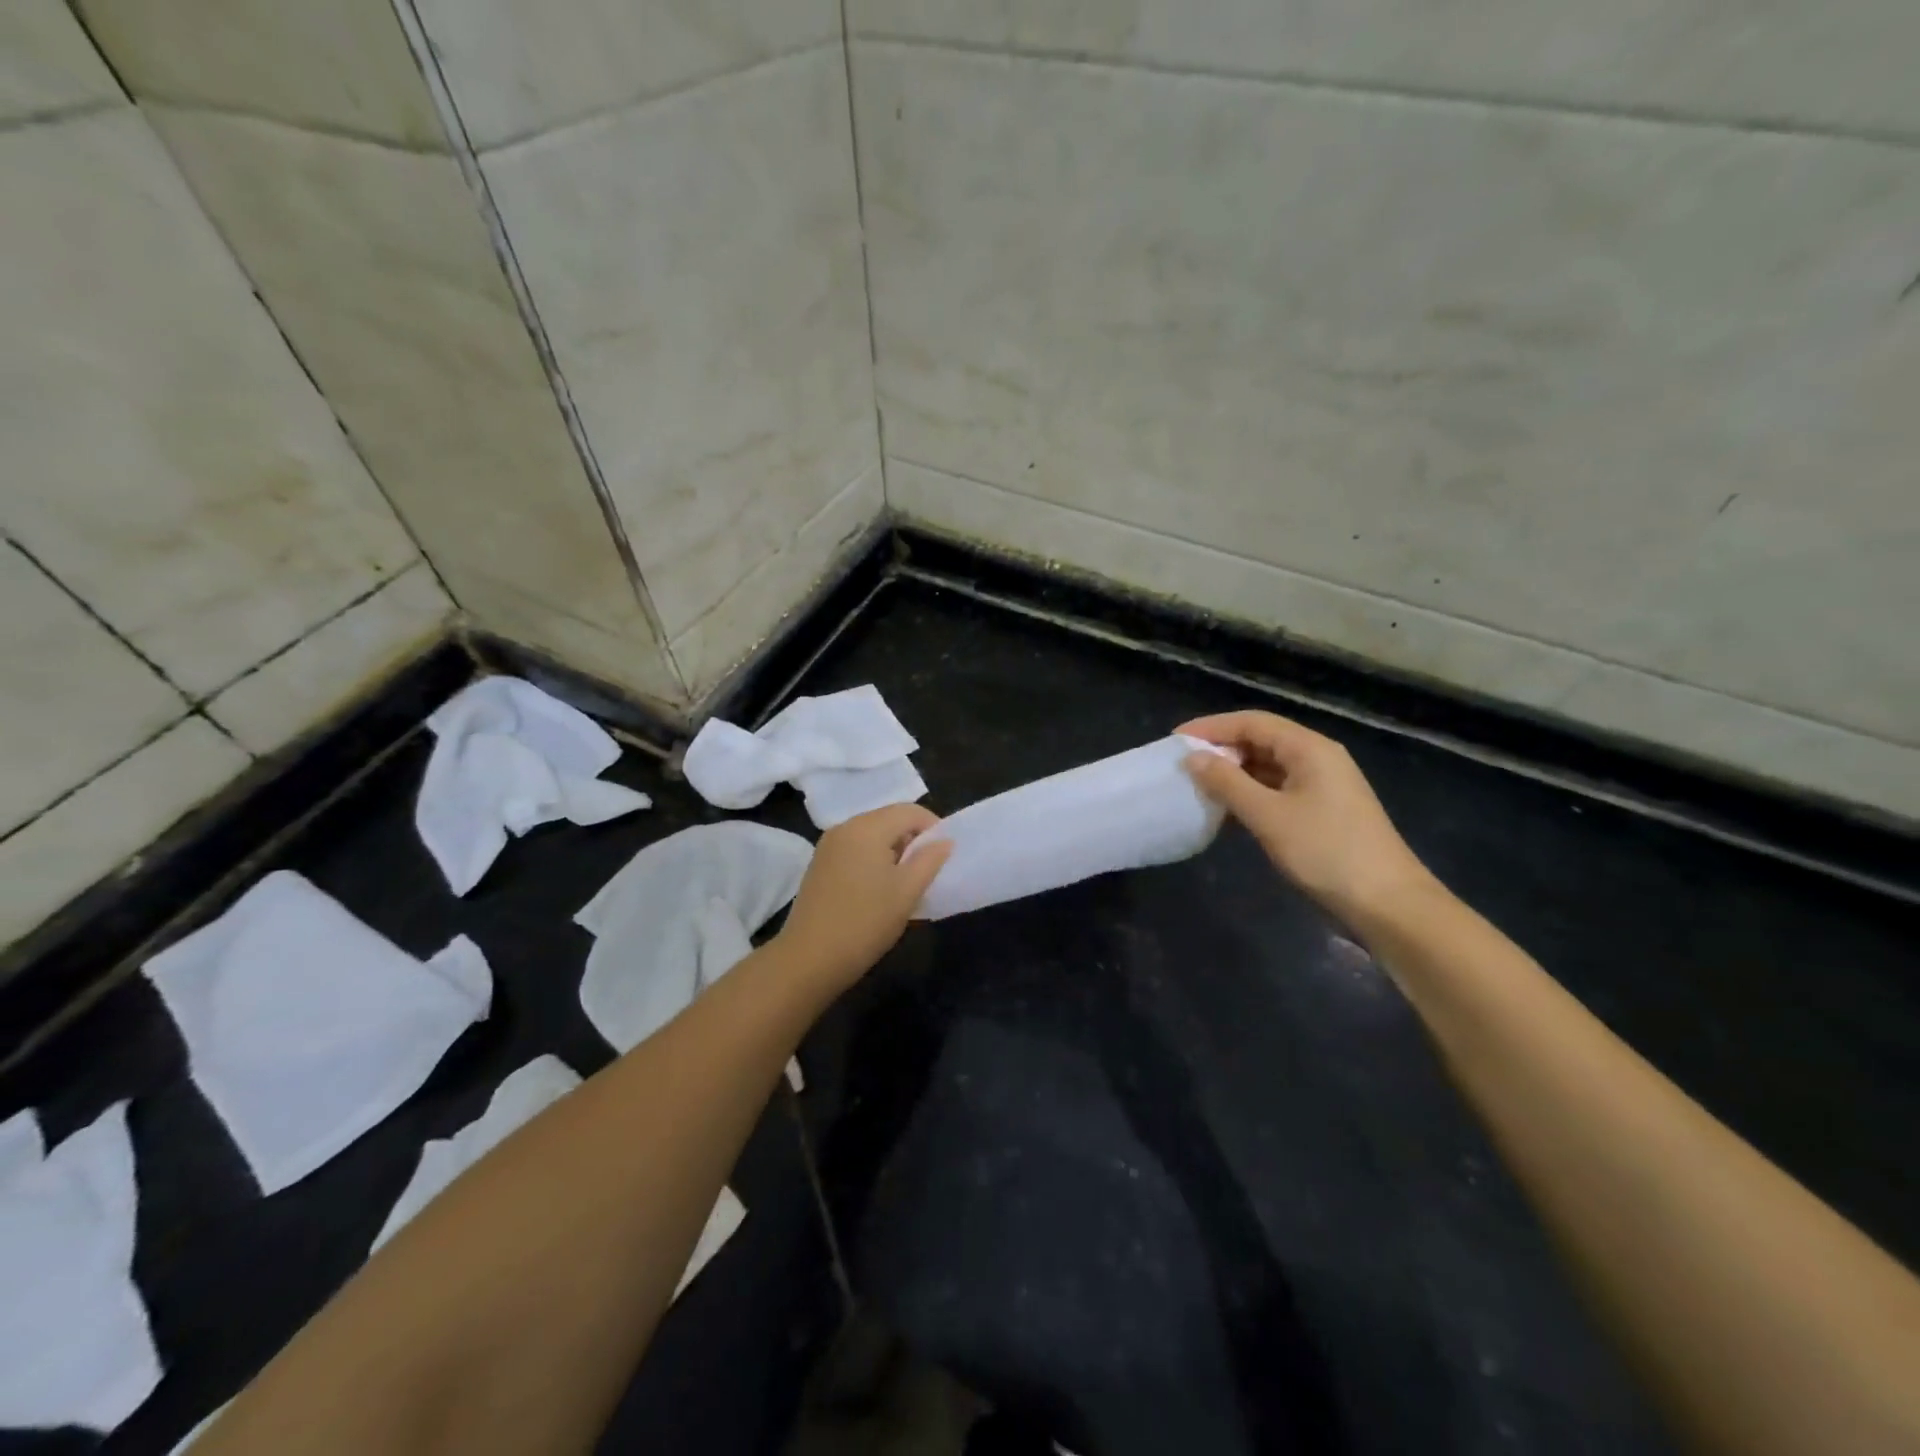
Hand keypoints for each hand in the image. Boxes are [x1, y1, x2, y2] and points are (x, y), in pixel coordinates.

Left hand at [775, 803, 951, 989]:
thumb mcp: (907, 892)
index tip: (945, 855)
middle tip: (928, 871)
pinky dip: (874, 859)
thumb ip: (930, 860)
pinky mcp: (820, 864)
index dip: (934, 827)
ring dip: (894, 850)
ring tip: (906, 883)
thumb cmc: (865, 922)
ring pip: (872, 835)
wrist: (809, 960)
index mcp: (867, 827)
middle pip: (889, 819)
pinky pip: (856, 849)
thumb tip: (944, 841)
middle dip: (913, 839)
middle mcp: (845, 827)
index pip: (910, 811)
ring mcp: (828, 846)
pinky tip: (879, 889)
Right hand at [1180, 710, 1435, 921]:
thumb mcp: (1268, 816)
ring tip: (1198, 787)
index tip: (1175, 740)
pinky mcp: (1322, 811)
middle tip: (1183, 765)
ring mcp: (1322, 786)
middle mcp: (1317, 758)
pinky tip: (1227, 812)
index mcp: (1309, 749)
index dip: (1211, 727)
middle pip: (1261, 740)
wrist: (1387, 904)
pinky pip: (1277, 790)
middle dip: (1221, 750)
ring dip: (1233, 774)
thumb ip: (1227, 783)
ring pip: (1268, 767)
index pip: (1252, 722)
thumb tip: (1193, 758)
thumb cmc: (1325, 852)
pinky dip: (1250, 795)